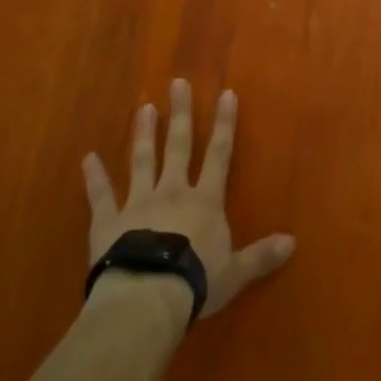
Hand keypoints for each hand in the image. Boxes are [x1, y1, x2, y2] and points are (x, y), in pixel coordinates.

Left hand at [82, 78, 294, 317]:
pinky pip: (101, 196)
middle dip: (180, 114)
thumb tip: (292, 242)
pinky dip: (94, 177)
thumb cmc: (195, 282)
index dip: (224, 123)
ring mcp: (138, 203)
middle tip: (176, 83)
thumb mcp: (235, 272)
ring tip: (142, 108)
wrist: (146, 297)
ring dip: (143, 134)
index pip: (219, 154)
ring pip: (142, 161)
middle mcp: (172, 192)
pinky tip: (87, 159)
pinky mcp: (108, 222)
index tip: (226, 93)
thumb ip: (261, 256)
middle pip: (178, 146)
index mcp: (205, 202)